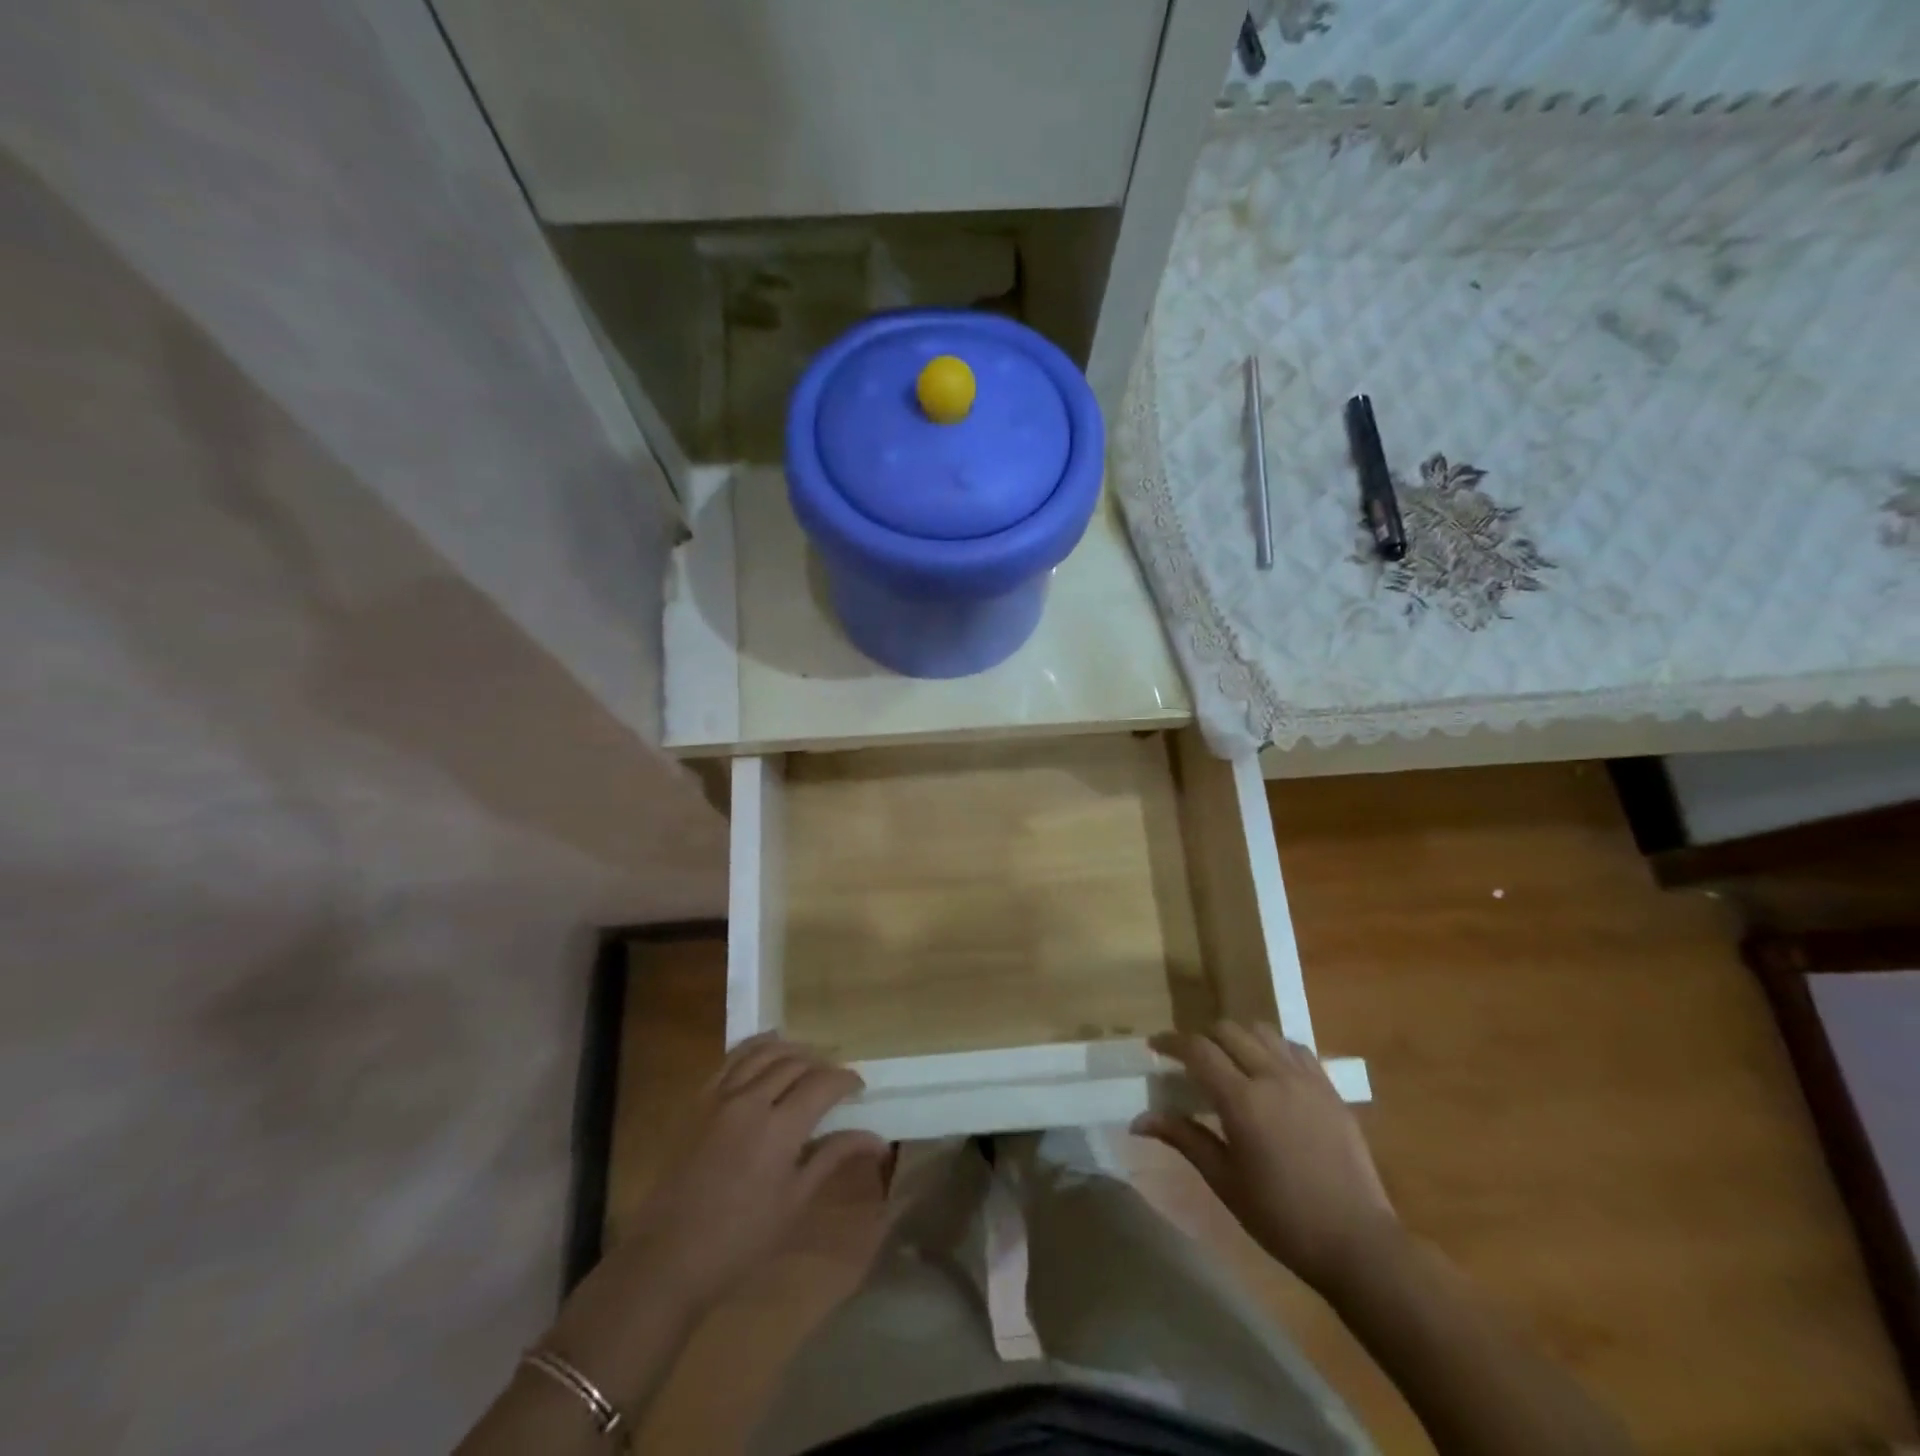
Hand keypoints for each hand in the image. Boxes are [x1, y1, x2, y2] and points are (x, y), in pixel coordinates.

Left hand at [624, 1034, 886, 1311]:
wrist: (668, 1258)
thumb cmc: (740, 1239)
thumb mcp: (795, 1202)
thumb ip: (833, 1157)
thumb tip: (878, 1141)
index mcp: (780, 1128)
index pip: (823, 1083)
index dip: (846, 1079)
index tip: (859, 1088)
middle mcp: (752, 1100)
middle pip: (795, 1062)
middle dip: (822, 1064)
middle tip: (835, 1079)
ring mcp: (721, 1097)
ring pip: (763, 1052)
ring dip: (791, 1050)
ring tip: (807, 1059)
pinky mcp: (699, 1102)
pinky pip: (732, 1060)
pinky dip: (755, 1047)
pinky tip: (766, 1050)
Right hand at [1134, 1021, 1398, 1294]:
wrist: (1358, 1244)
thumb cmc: (1282, 1218)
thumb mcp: (1225, 1181)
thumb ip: (1183, 1139)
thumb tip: (1139, 1120)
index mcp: (1243, 1100)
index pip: (1198, 1050)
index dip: (1171, 1042)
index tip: (1155, 1047)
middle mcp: (1273, 1076)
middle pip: (1228, 1030)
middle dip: (1203, 1038)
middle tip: (1190, 1060)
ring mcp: (1306, 1079)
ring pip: (1262, 1032)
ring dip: (1238, 1038)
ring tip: (1229, 1062)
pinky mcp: (1330, 1089)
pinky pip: (1295, 1049)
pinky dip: (1272, 1048)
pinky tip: (1268, 1071)